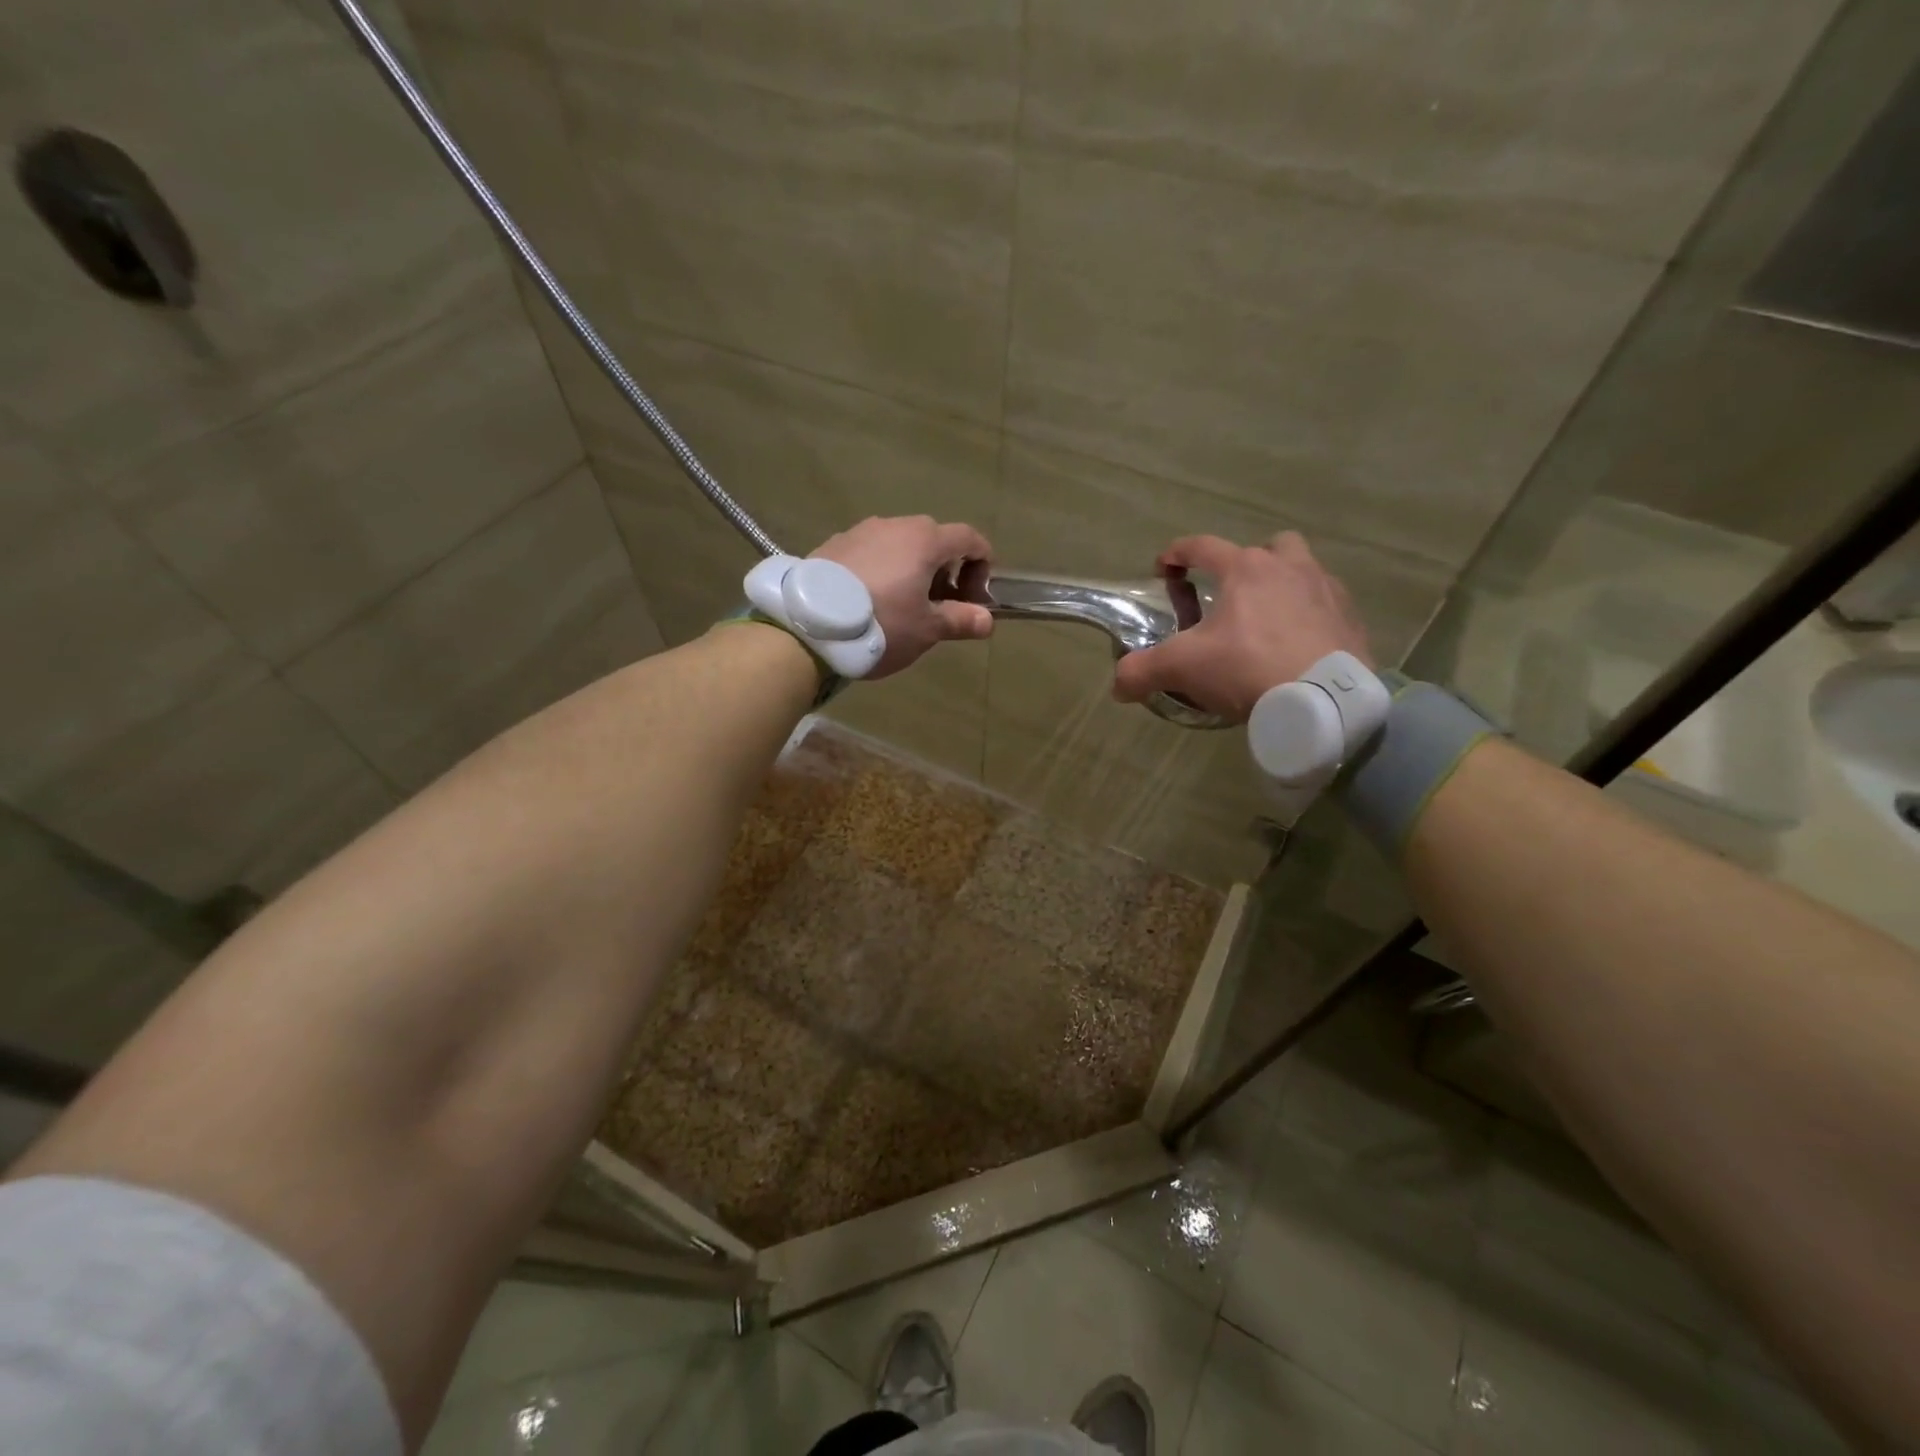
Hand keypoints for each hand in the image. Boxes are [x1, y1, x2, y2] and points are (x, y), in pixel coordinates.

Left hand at [811, 515, 994, 678]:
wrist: (808, 625)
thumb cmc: (881, 624)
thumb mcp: (926, 629)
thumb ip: (960, 620)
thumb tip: (986, 621)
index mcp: (925, 540)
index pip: (969, 538)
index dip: (982, 564)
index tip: (975, 596)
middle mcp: (894, 525)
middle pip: (933, 540)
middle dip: (945, 570)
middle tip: (939, 606)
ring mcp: (860, 531)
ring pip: (899, 545)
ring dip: (911, 570)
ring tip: (901, 606)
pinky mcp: (833, 545)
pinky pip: (870, 553)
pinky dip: (881, 570)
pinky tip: (869, 601)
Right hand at [1113, 532, 1372, 722]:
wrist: (1323, 701)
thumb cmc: (1247, 668)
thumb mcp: (1182, 668)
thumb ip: (1142, 671)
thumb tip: (1117, 685)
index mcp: (1245, 569)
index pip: (1202, 546)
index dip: (1176, 554)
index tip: (1163, 569)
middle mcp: (1289, 568)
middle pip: (1268, 547)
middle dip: (1247, 563)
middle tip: (1231, 595)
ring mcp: (1326, 590)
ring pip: (1303, 571)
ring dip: (1283, 586)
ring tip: (1268, 622)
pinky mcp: (1350, 619)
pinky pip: (1327, 606)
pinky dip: (1309, 618)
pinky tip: (1298, 646)